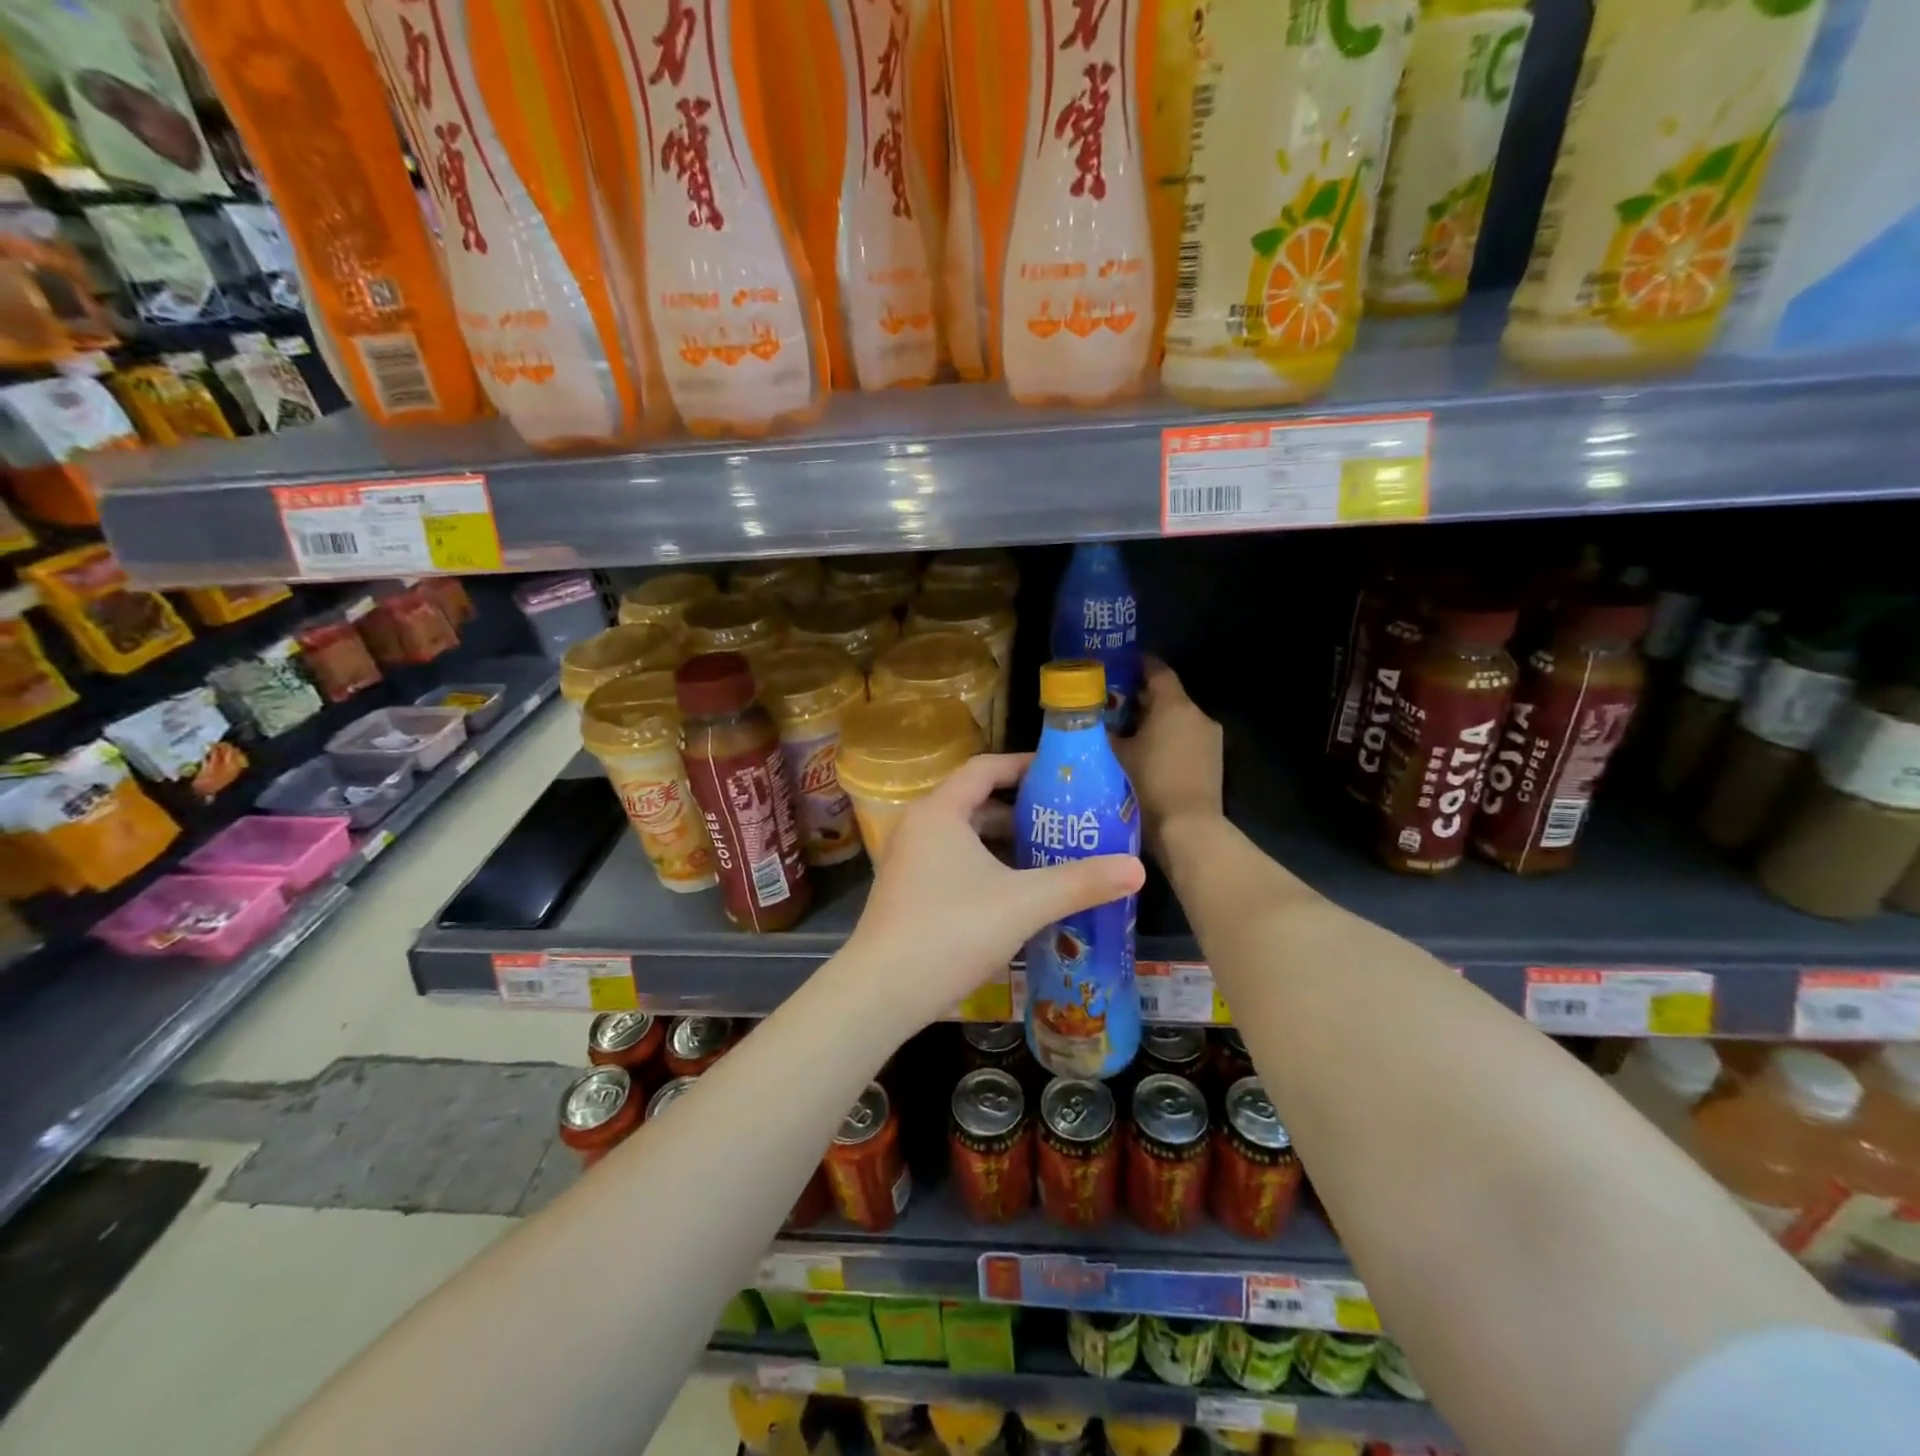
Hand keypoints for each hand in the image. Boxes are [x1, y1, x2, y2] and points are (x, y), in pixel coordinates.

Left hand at [839, 753, 1143, 1033]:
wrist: (881, 993)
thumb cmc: (951, 931)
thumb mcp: (1024, 903)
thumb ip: (1080, 883)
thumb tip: (1137, 869)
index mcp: (940, 812)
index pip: (985, 769)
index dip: (1023, 765)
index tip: (1059, 775)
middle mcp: (918, 827)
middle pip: (975, 803)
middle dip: (1020, 812)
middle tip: (1064, 822)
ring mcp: (908, 861)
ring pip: (964, 838)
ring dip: (1004, 844)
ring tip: (1048, 857)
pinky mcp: (906, 892)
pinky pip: (953, 863)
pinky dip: (985, 867)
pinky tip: (1015, 894)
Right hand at [1115, 657, 1223, 862]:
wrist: (1188, 830)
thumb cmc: (1148, 786)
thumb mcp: (1115, 756)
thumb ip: (1102, 732)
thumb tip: (1088, 721)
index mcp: (1174, 705)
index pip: (1156, 669)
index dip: (1136, 664)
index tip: (1116, 666)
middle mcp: (1197, 714)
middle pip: (1166, 695)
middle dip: (1139, 697)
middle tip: (1110, 704)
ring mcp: (1209, 738)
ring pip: (1176, 718)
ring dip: (1153, 720)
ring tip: (1124, 732)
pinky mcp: (1213, 761)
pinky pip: (1185, 738)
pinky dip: (1166, 739)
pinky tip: (1144, 754)